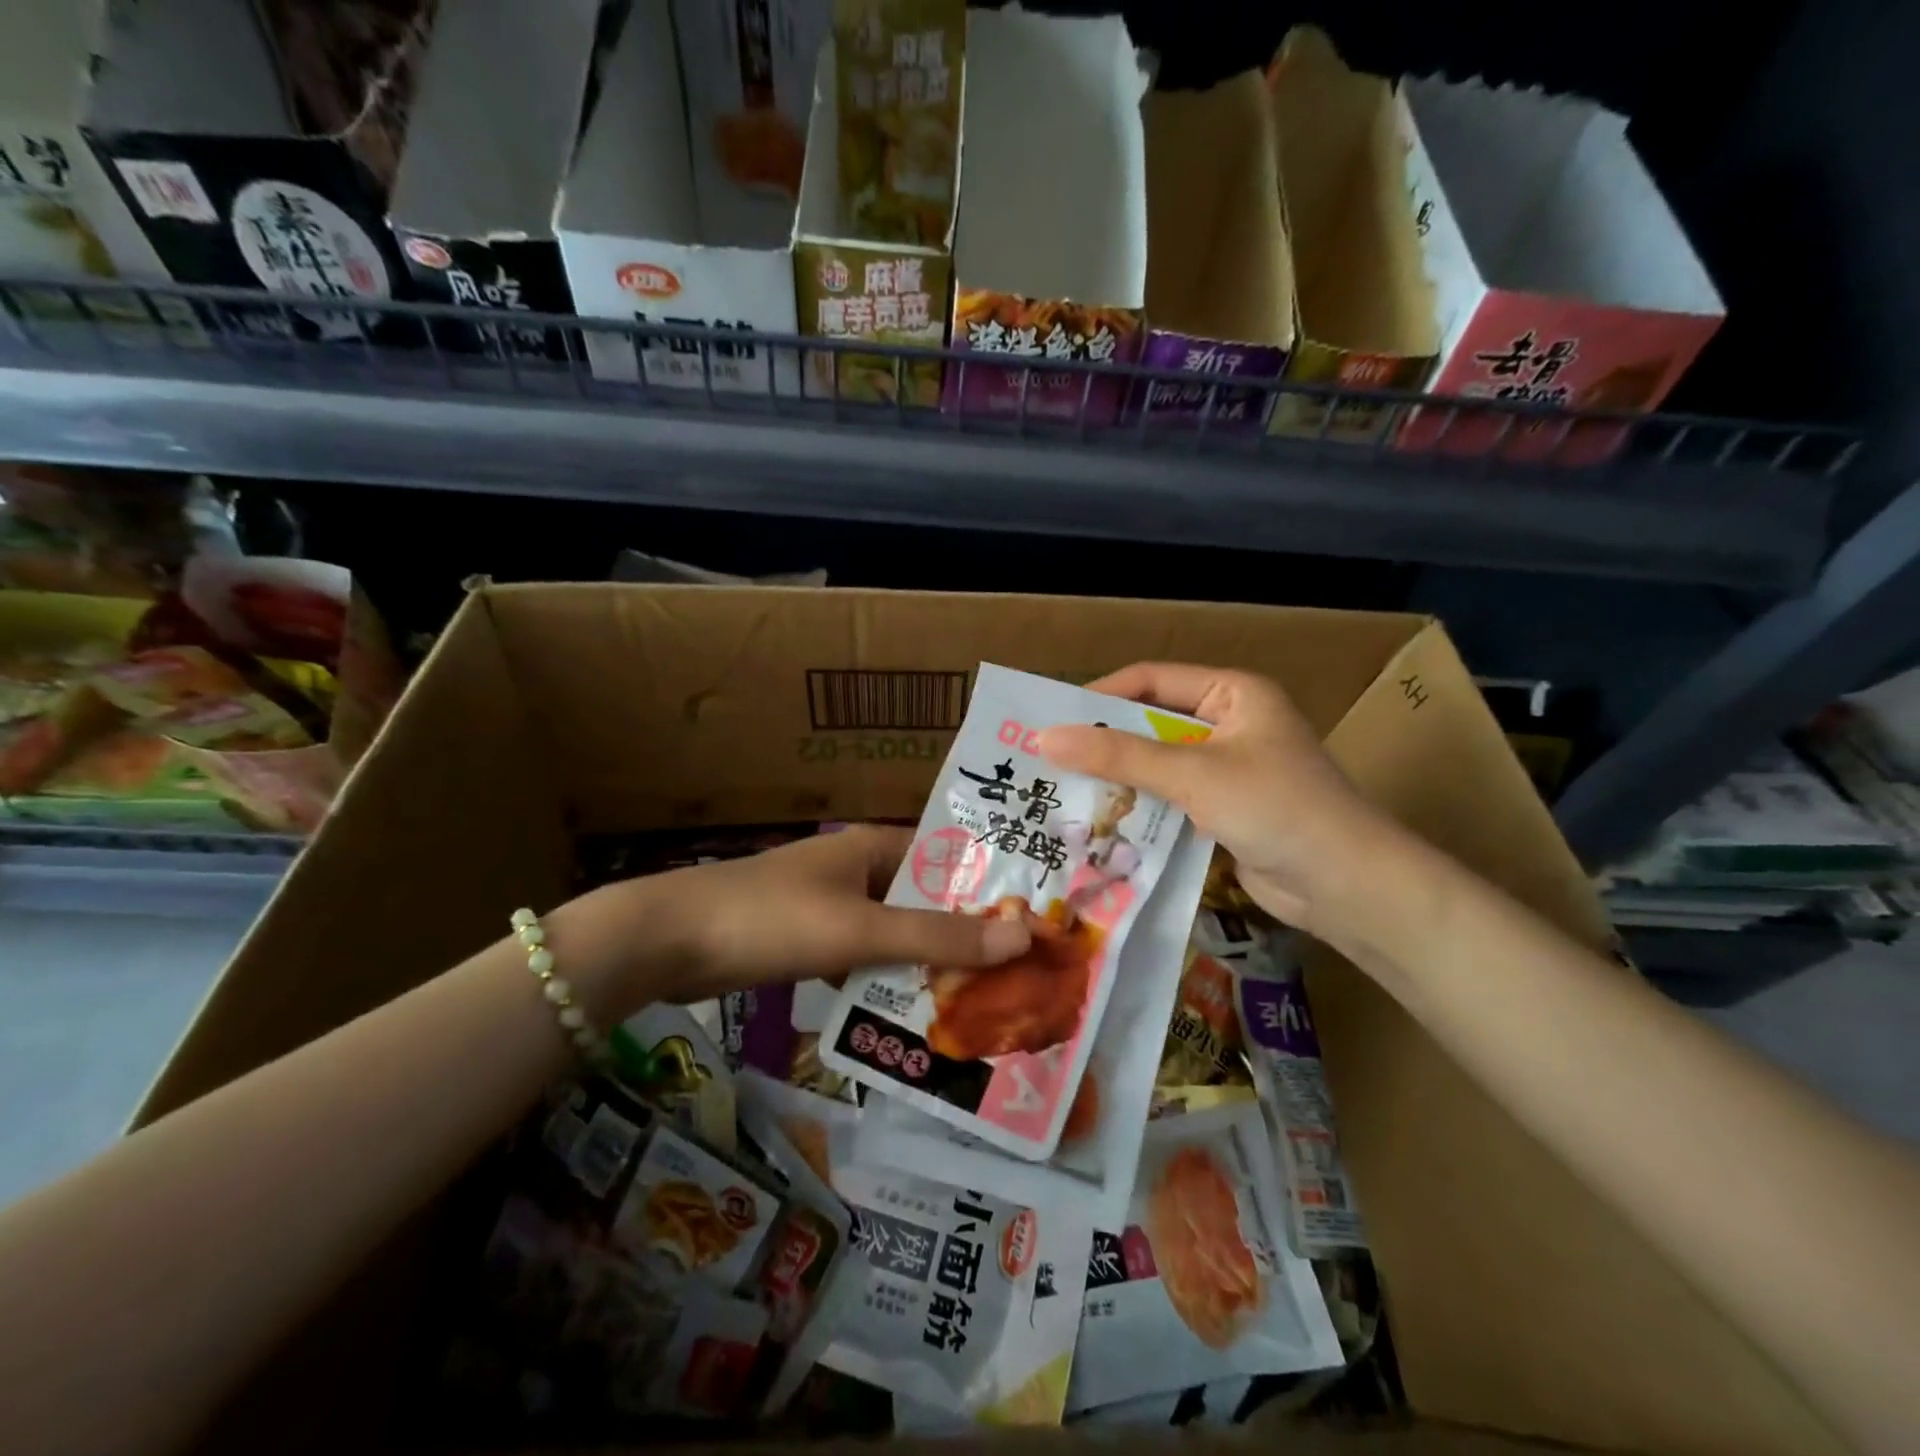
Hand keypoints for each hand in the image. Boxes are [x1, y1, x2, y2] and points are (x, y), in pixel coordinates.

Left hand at [566, 825, 1031, 1011]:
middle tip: (1021, 977)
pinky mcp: (810, 940)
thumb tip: (1023, 937)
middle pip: (927, 901)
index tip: (1037, 926)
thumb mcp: (860, 930)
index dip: (993, 890)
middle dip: (966, 937)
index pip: (952, 861)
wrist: (667, 940)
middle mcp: (859, 868)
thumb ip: (937, 937)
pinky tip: (916, 1014)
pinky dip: (889, 980)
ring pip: (897, 934)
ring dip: (929, 963)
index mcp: (875, 847)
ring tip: (984, 1002)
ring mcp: (832, 905)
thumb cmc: (771, 919)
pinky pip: (866, 957)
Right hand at [1038, 663, 1401, 940]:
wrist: (1348, 886)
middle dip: (1104, 743)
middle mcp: (1229, 723)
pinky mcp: (1224, 809)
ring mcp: (1228, 769)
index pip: (1152, 680)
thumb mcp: (1193, 774)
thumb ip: (1119, 755)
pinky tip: (1100, 823)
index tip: (1052, 719)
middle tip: (1048, 759)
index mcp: (1233, 693)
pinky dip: (1140, 808)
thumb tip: (1044, 737)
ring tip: (1061, 791)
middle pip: (1151, 723)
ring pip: (1157, 765)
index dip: (1100, 696)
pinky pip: (1170, 799)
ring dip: (1119, 779)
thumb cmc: (1277, 808)